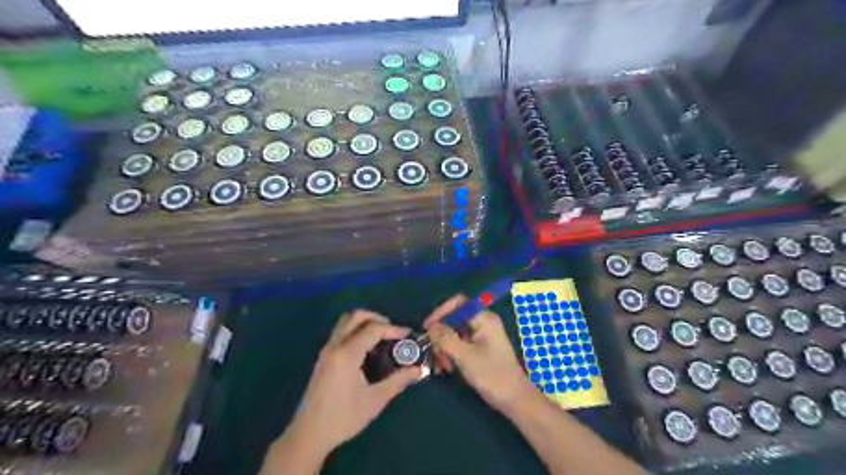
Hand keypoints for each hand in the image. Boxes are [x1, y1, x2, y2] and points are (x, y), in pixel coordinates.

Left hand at [293, 310, 420, 454]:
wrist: (309, 434)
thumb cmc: (343, 417)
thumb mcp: (375, 400)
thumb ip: (398, 381)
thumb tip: (419, 370)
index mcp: (347, 354)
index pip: (373, 329)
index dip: (393, 329)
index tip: (407, 335)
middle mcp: (335, 345)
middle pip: (356, 316)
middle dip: (377, 318)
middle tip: (392, 331)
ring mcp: (327, 350)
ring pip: (346, 322)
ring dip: (365, 323)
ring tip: (381, 338)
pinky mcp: (323, 357)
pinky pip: (341, 332)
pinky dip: (356, 331)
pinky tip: (366, 350)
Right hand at [423, 297, 533, 411]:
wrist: (515, 400)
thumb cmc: (493, 376)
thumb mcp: (465, 357)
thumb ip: (446, 339)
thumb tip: (431, 326)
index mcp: (484, 319)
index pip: (458, 303)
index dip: (441, 312)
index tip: (427, 328)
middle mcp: (483, 323)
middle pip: (455, 319)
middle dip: (442, 335)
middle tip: (434, 353)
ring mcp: (482, 336)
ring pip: (455, 333)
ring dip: (445, 347)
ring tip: (442, 366)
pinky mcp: (480, 348)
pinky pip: (460, 344)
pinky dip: (451, 353)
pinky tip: (448, 368)